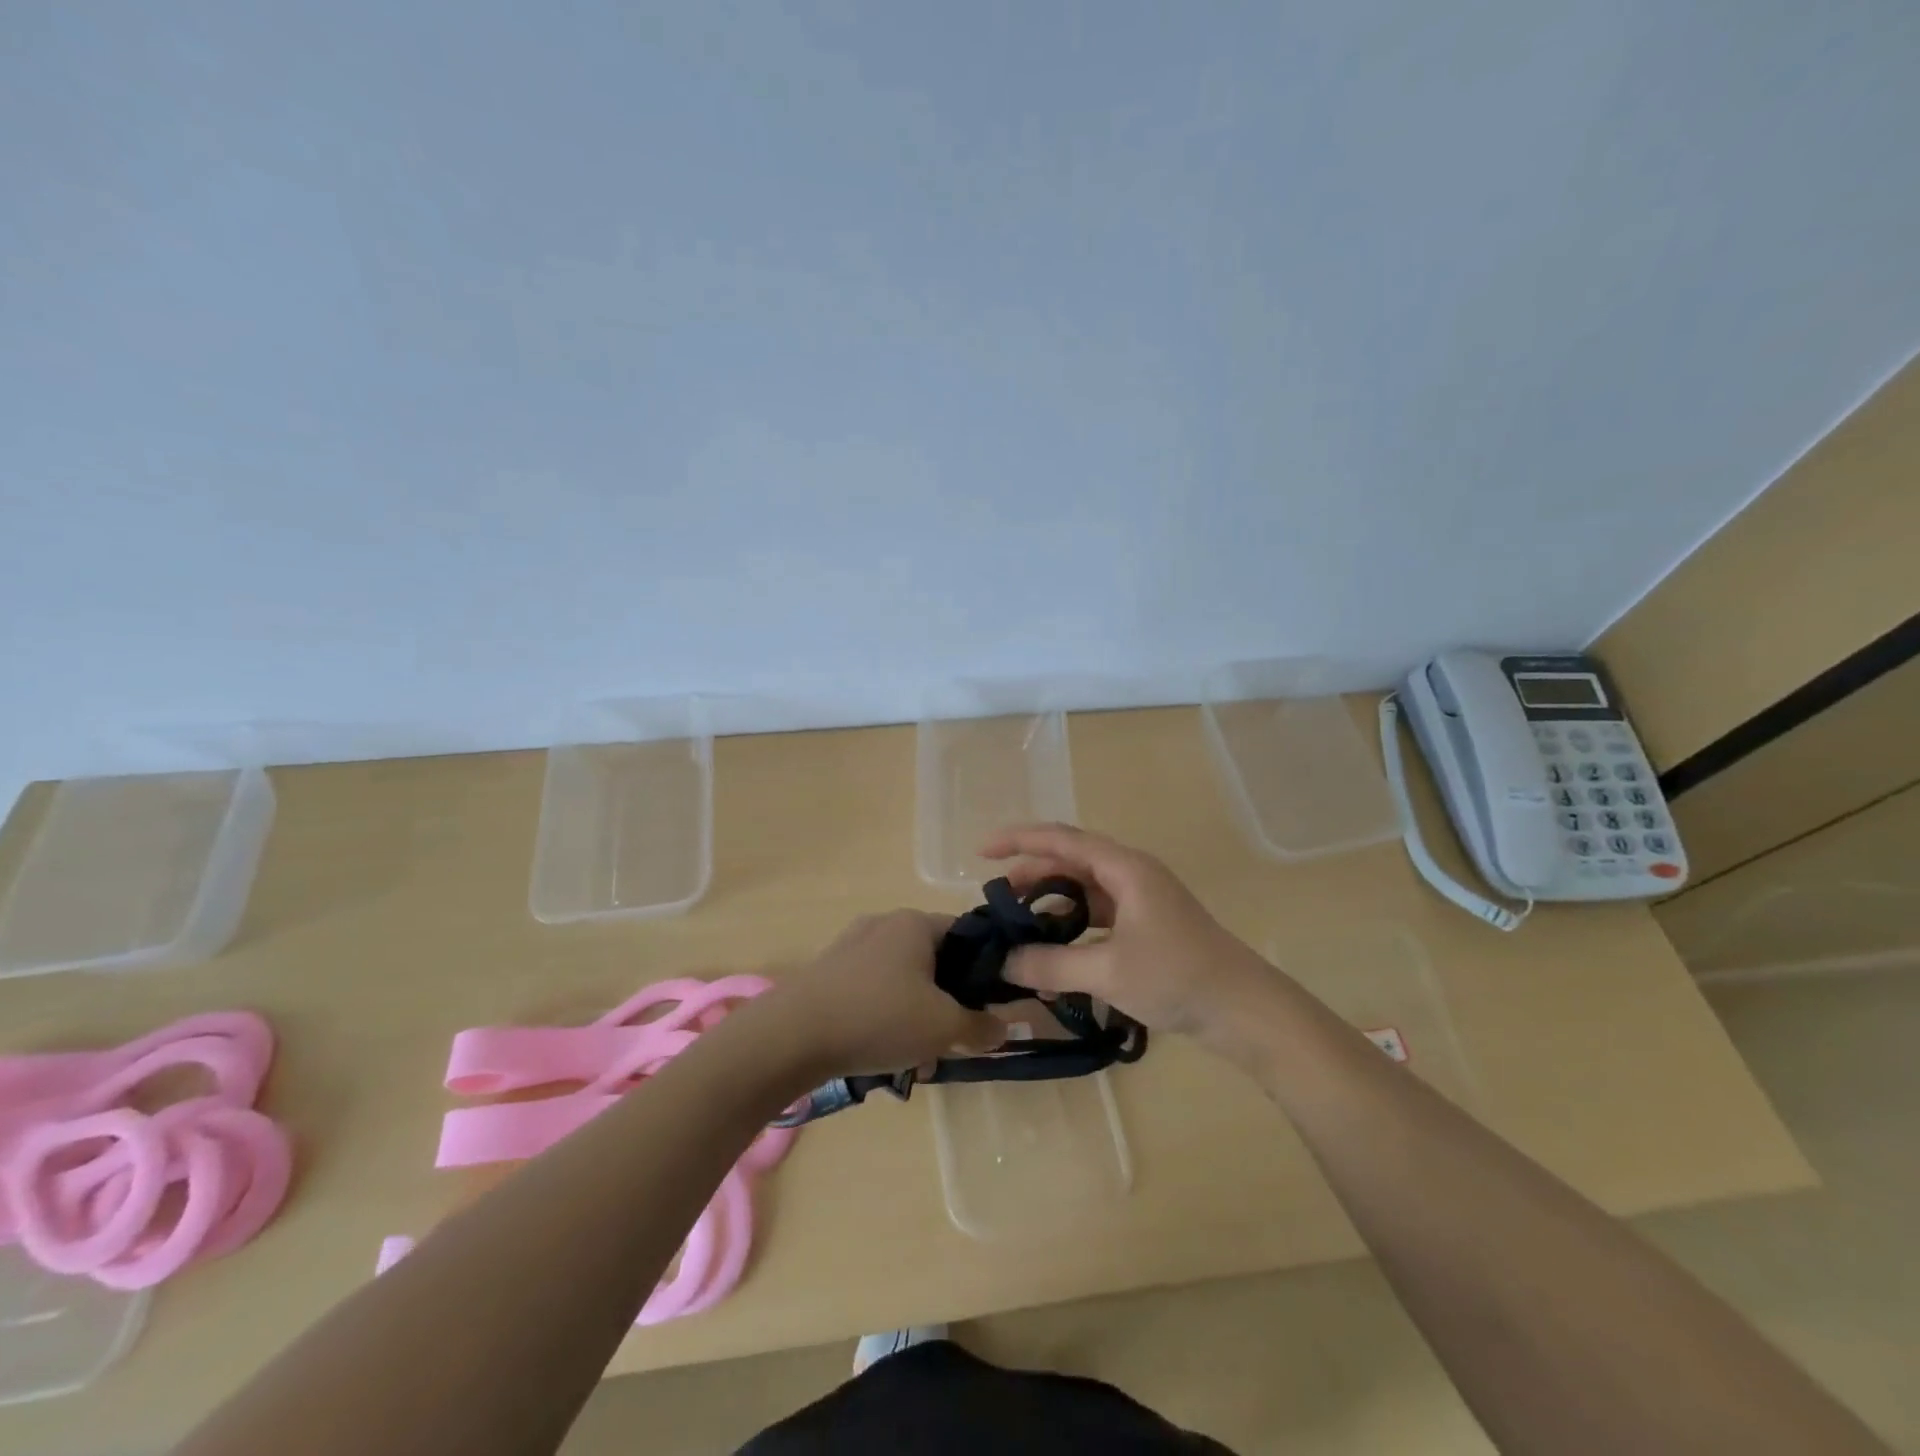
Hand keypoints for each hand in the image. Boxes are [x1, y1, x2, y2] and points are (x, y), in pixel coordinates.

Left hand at [767, 911, 1005, 1078]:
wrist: (790, 1036)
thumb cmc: (878, 1018)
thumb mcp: (944, 1028)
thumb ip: (981, 1027)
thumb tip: (1004, 1027)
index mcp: (915, 923)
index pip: (966, 934)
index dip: (985, 968)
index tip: (989, 1005)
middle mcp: (883, 924)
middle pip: (933, 961)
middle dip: (946, 1002)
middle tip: (951, 1039)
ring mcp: (850, 947)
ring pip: (902, 981)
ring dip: (915, 1016)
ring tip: (915, 1059)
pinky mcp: (827, 973)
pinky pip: (871, 992)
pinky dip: (883, 1018)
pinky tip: (880, 1054)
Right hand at [982, 823, 1272, 1043]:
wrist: (1245, 1009)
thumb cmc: (1177, 977)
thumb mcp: (1107, 972)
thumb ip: (1051, 965)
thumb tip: (1005, 962)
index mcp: (1125, 868)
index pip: (1061, 840)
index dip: (1019, 840)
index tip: (981, 851)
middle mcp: (1132, 874)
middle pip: (1071, 860)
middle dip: (1031, 873)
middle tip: (997, 898)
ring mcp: (1142, 899)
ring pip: (1084, 888)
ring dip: (1052, 900)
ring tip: (1020, 922)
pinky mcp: (1147, 924)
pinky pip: (1099, 912)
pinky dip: (1072, 922)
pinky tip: (1055, 946)